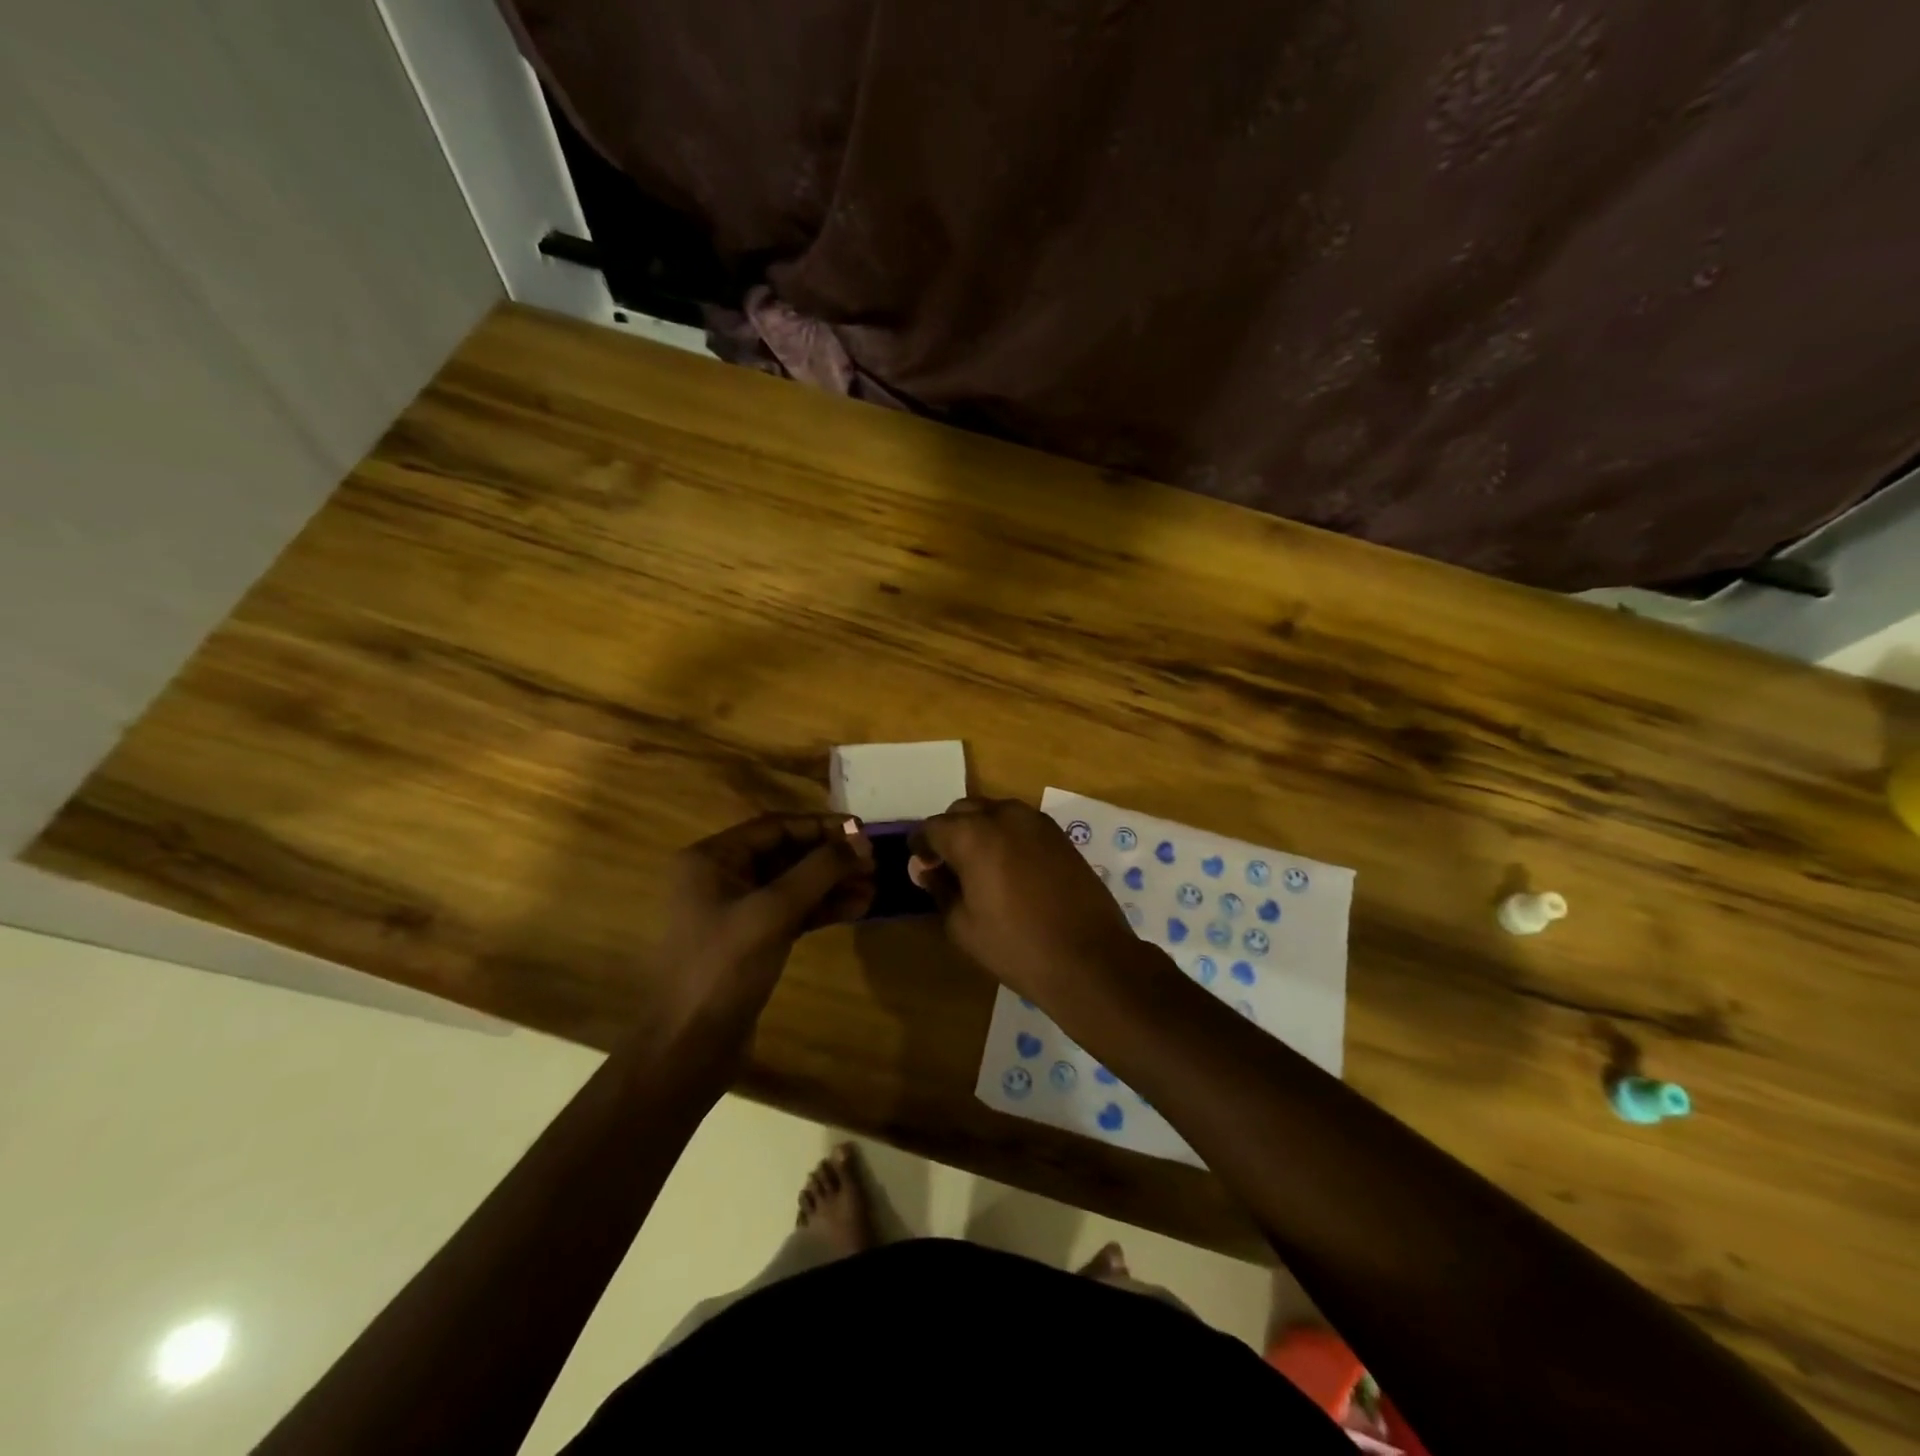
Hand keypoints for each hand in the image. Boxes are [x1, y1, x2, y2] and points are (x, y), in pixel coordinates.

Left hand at [649, 813, 873, 1037]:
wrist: (690, 1047)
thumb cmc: (724, 967)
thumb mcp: (773, 911)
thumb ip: (818, 870)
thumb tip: (860, 840)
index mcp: (712, 859)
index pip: (774, 827)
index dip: (820, 827)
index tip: (862, 830)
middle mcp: (721, 877)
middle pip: (786, 854)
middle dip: (830, 858)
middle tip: (874, 863)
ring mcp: (736, 911)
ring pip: (793, 885)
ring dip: (832, 884)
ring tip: (874, 888)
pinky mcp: (751, 940)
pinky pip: (792, 912)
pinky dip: (822, 909)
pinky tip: (856, 909)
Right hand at [911, 798, 1149, 1010]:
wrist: (1089, 958)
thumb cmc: (1016, 946)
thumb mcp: (962, 925)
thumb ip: (940, 888)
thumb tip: (926, 868)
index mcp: (973, 835)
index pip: (932, 827)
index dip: (921, 846)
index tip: (921, 867)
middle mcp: (1004, 815)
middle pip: (963, 811)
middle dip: (950, 833)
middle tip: (947, 867)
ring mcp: (1037, 821)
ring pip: (994, 812)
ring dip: (979, 830)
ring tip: (979, 866)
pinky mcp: (1060, 834)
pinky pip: (1021, 824)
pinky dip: (1006, 836)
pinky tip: (1009, 868)